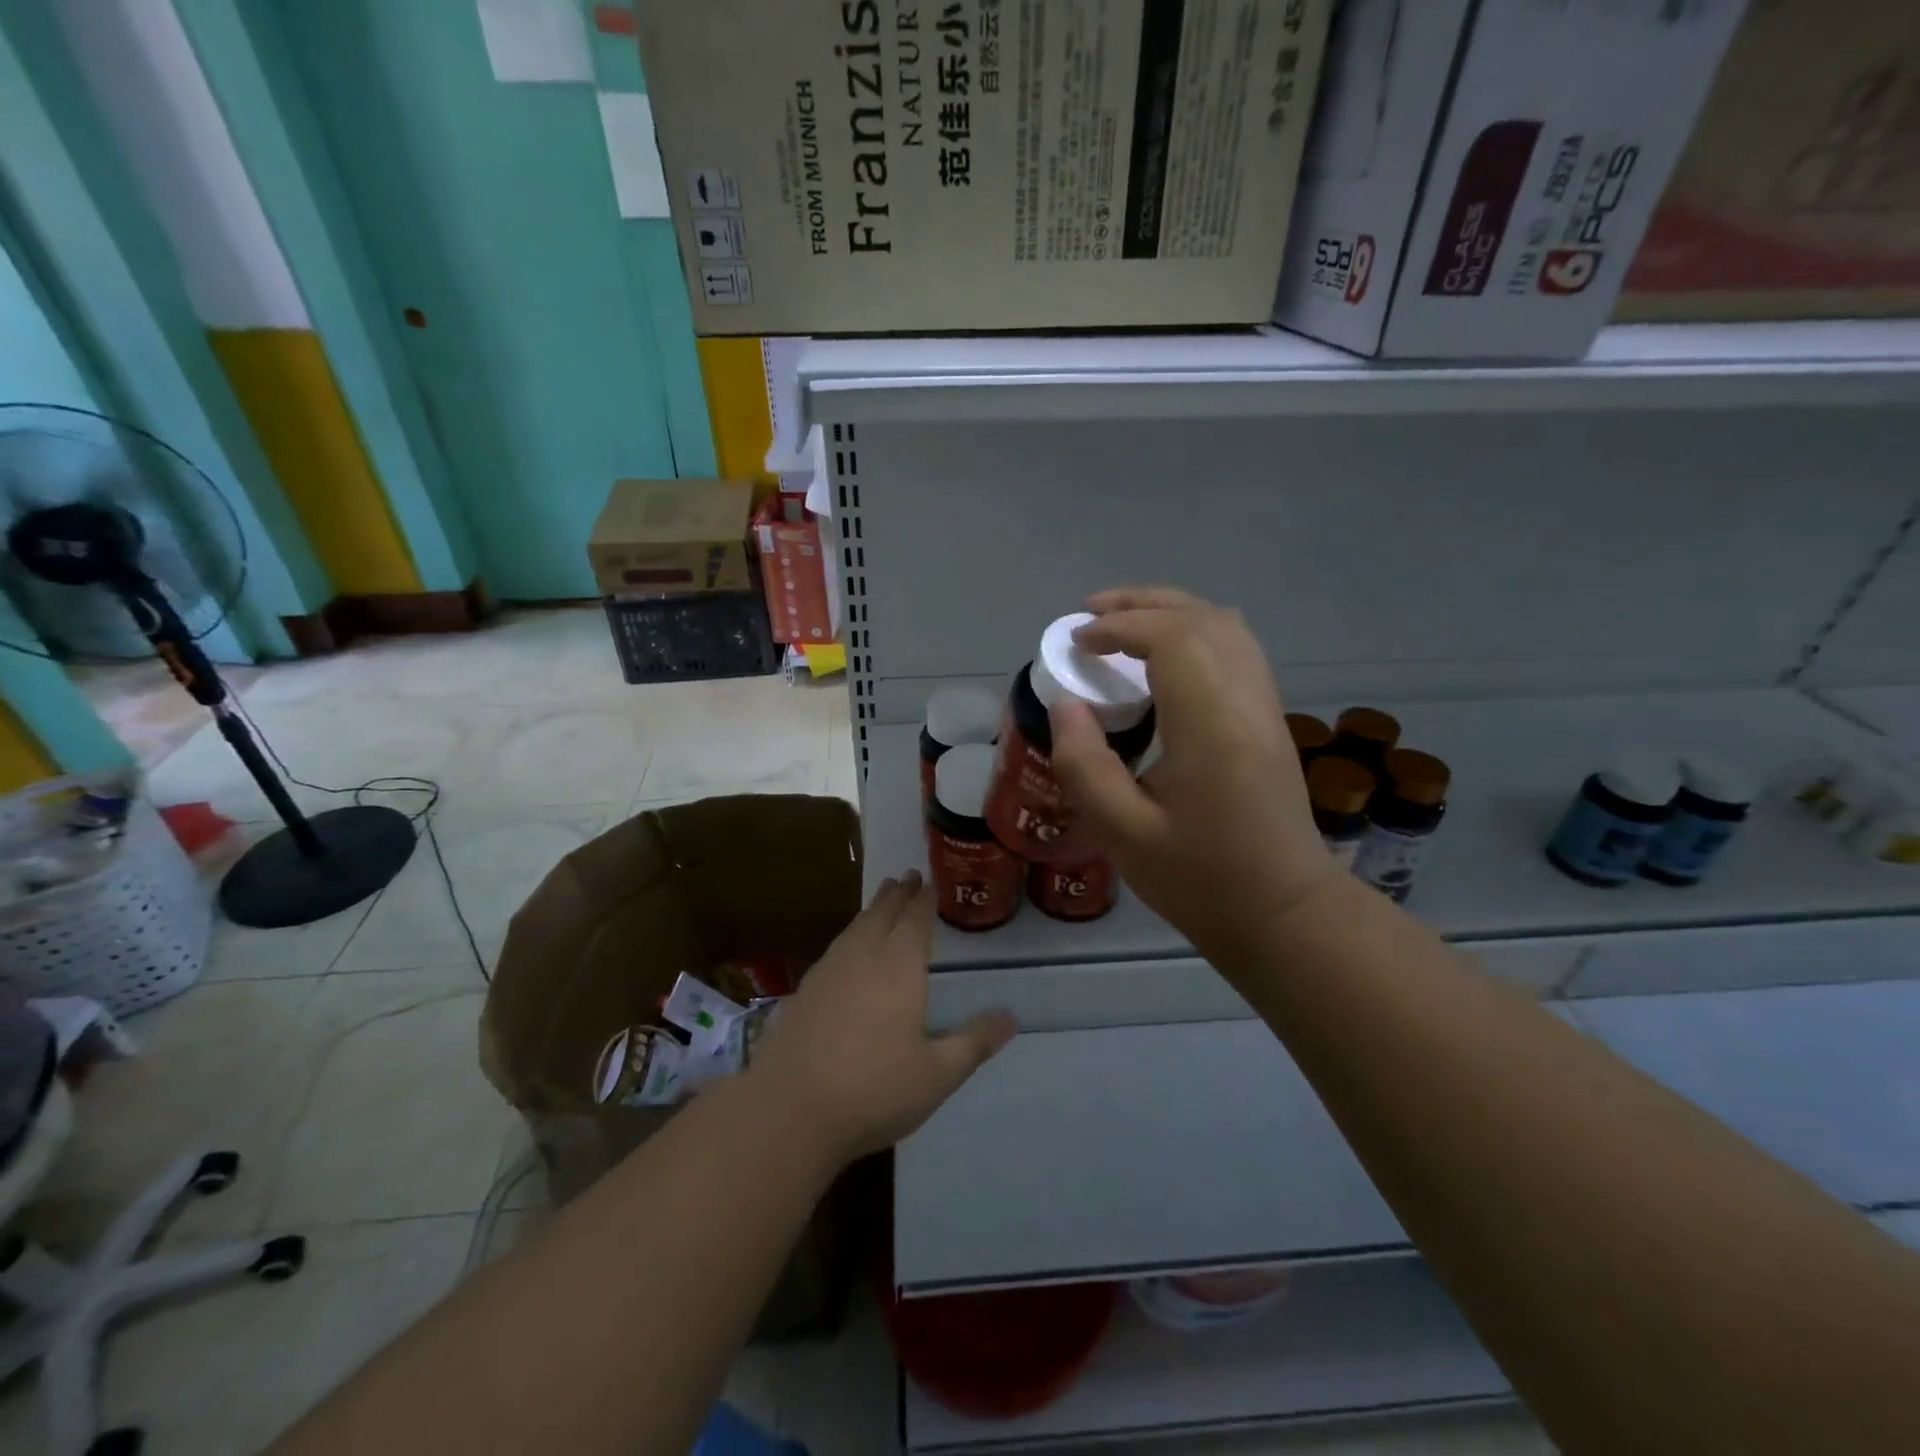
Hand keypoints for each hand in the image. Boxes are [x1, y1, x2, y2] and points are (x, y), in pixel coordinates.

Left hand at [748, 872, 1015, 1164]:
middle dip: (898, 894)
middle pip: (882, 913)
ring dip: (873, 909)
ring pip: (855, 926)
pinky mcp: (804, 990)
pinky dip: (850, 934)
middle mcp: (863, 956)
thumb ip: (974, 1042)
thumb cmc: (873, 1089)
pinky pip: (836, 946)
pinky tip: (848, 948)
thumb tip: (1011, 1017)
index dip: (925, 900)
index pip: (915, 920)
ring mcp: (828, 970)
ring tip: (882, 899)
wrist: (789, 1109)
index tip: (930, 882)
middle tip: (907, 876)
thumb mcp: (937, 1074)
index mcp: (899, 966)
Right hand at [1048, 587, 1333, 969]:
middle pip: (1202, 618)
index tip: (1077, 642)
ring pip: (1226, 626)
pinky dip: (1196, 632)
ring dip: (1172, 612)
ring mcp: (1266, 707)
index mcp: (1212, 725)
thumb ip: (1085, 764)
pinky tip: (1166, 656)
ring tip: (1123, 622)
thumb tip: (1065, 706)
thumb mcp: (1123, 833)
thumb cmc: (1201, 879)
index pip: (1172, 639)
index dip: (1120, 626)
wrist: (1284, 913)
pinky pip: (1237, 648)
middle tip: (1089, 614)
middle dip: (1142, 604)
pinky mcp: (1270, 719)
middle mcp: (1247, 701)